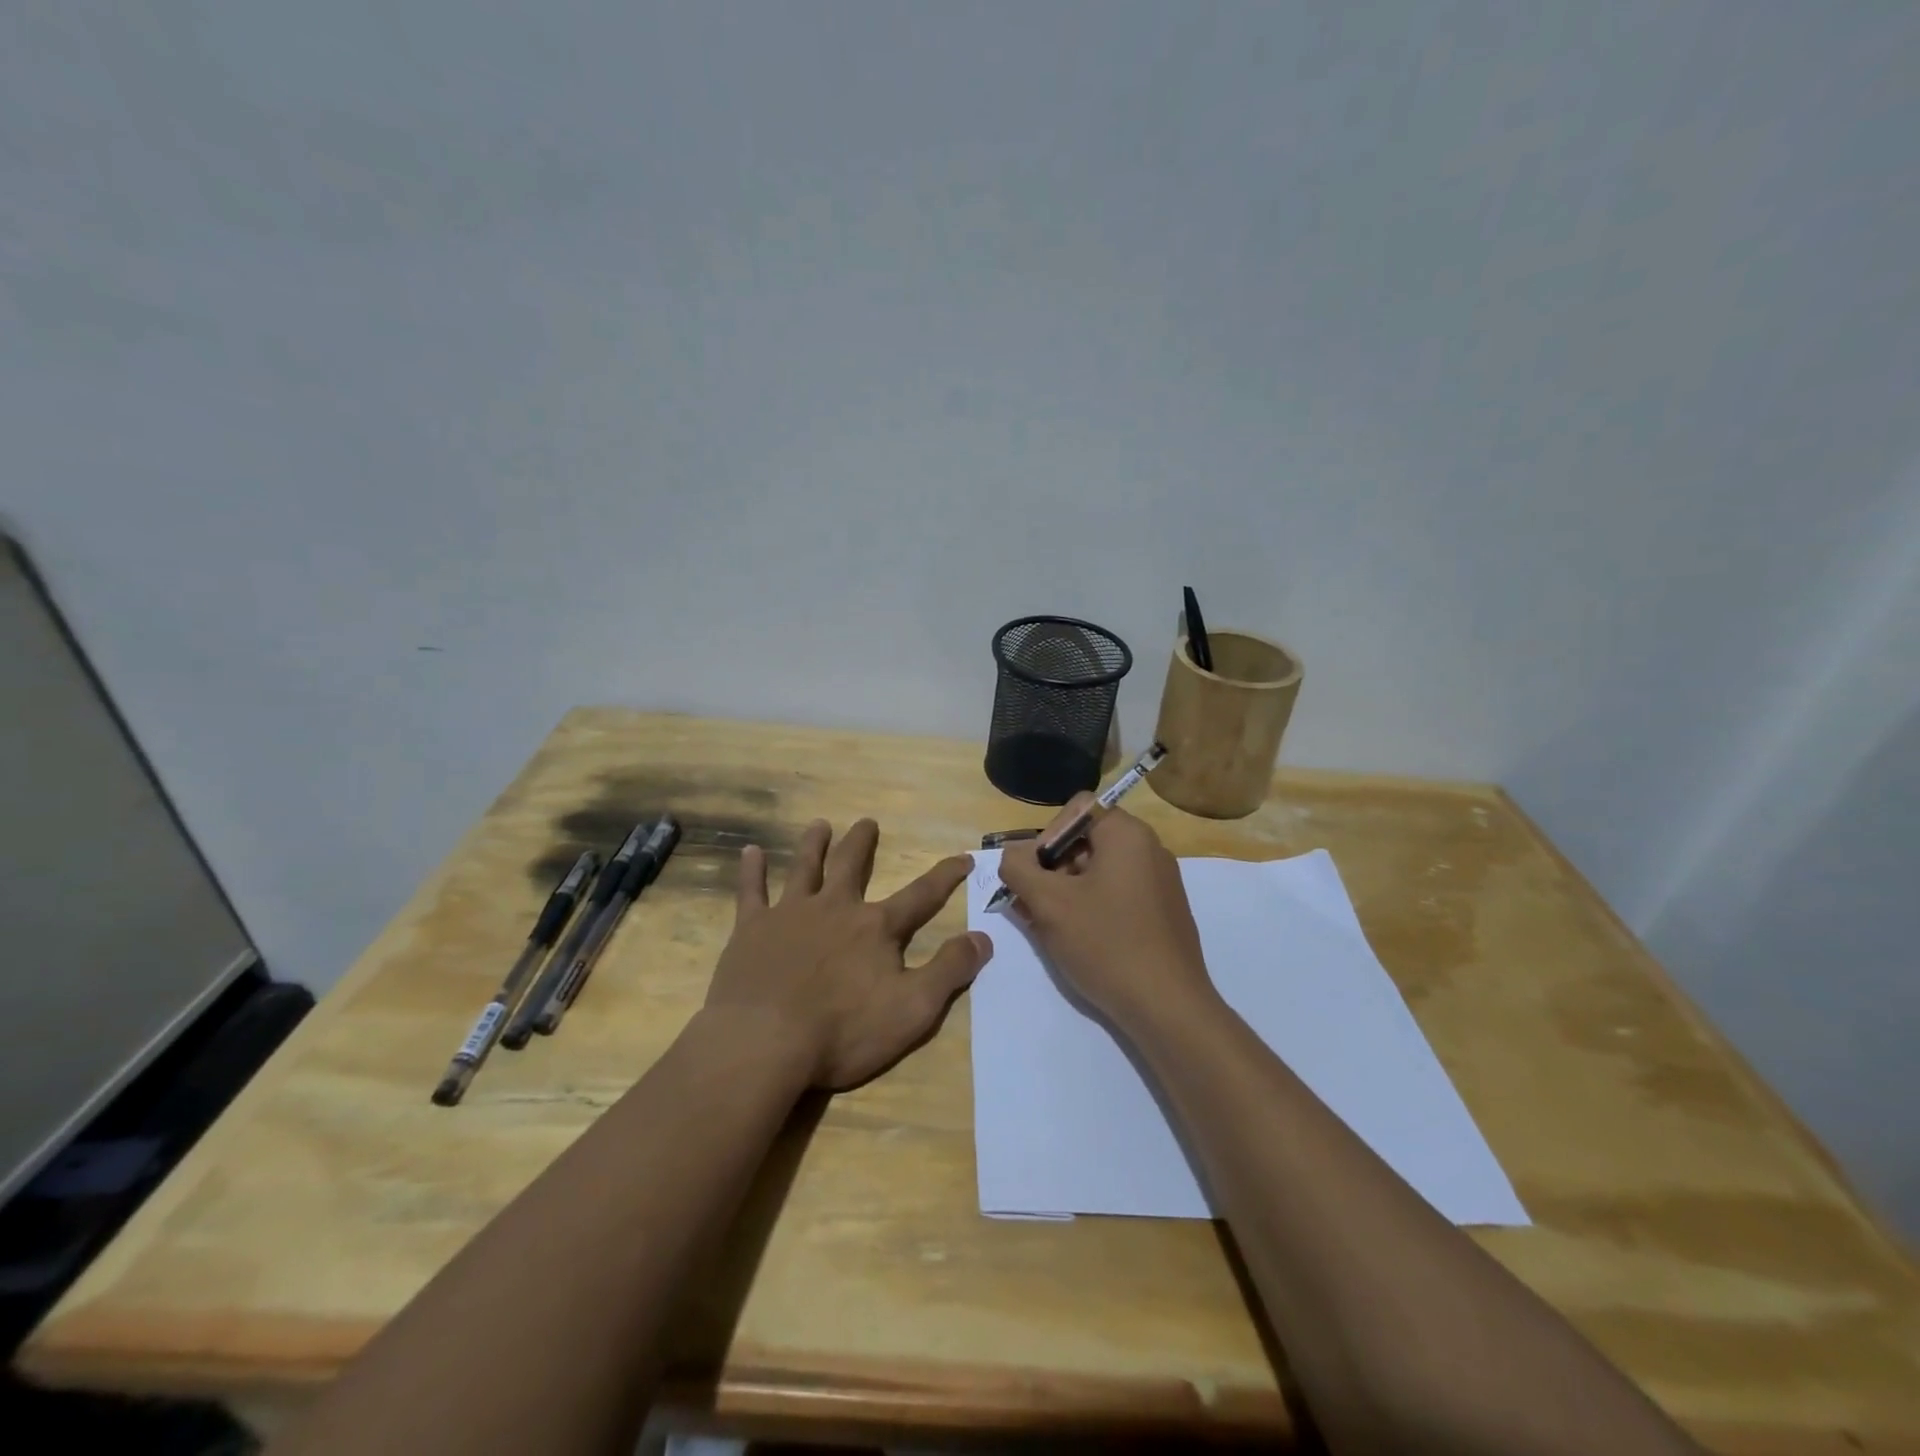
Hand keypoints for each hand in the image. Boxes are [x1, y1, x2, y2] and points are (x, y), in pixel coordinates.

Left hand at [703, 818, 991, 1089]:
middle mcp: (835, 909)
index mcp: (875, 928)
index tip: (963, 856)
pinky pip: (751, 892)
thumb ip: (950, 971)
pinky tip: (751, 852)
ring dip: (813, 845)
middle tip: (868, 821)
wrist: (763, 1042)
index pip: (921, 895)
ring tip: (819, 825)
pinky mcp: (751, 930)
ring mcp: (790, 915)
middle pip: (852, 866)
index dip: (945, 876)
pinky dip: (751, 871)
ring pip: (805, 868)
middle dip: (863, 843)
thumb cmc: (843, 1031)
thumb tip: (984, 937)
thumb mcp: (913, 1009)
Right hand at [997, 796, 1216, 1032]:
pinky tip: (1077, 941)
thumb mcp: (1048, 903)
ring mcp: (1161, 883)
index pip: (1077, 809)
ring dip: (1067, 891)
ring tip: (1048, 927)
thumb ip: (1019, 868)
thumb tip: (1012, 853)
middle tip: (1032, 904)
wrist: (1168, 1007)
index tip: (1034, 873)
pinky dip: (1092, 908)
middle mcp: (1150, 850)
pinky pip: (1118, 895)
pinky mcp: (1164, 913)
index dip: (1047, 835)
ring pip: (1100, 872)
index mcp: (1128, 835)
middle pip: (1087, 841)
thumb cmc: (1105, 943)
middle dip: (1052, 868)